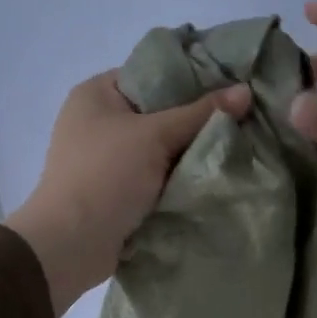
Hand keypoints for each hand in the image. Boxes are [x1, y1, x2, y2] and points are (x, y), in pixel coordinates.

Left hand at [7, 70, 250, 315]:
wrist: (70, 244)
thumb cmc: (105, 176)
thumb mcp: (155, 136)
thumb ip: (201, 114)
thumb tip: (246, 92)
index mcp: (97, 94)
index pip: (154, 73)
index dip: (193, 78)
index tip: (233, 86)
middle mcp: (99, 121)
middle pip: (161, 112)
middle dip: (198, 120)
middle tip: (243, 118)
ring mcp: (107, 158)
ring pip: (162, 147)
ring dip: (192, 153)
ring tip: (237, 146)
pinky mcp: (118, 190)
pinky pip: (157, 176)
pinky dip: (180, 178)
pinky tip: (213, 176)